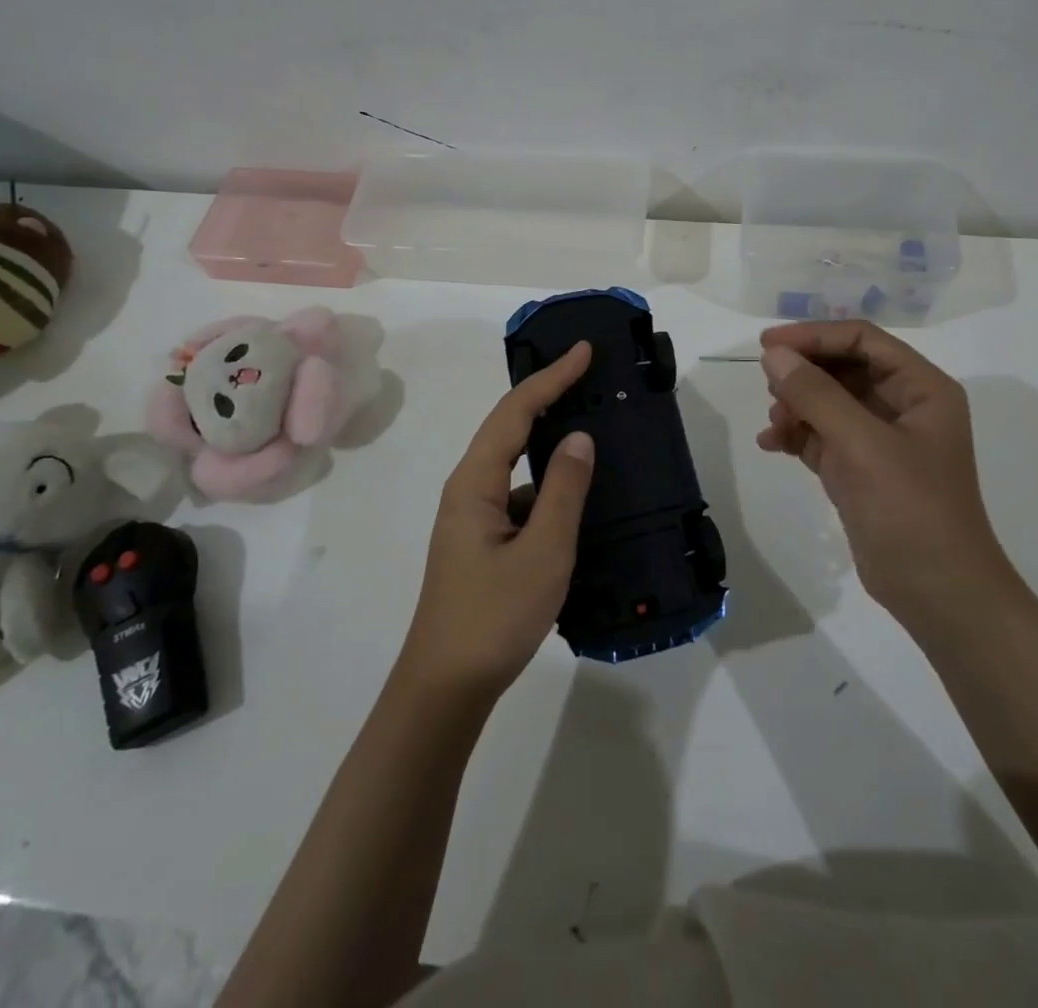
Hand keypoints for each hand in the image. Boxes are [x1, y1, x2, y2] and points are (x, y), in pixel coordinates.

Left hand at [397, 342, 596, 703]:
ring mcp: (475, 517)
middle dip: (548, 395)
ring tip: (591, 424)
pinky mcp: (484, 540)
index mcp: (475, 482)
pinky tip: (577, 493)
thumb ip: (564, 490)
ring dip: (549, 439)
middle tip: (588, 374)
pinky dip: (548, 481)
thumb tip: (579, 437)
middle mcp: (469, 489)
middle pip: (510, 427)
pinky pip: (520, 494)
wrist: (447, 686)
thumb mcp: (544, 551)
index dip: (552, 377)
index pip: (516, 411)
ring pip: (515, 463)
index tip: (584, 350)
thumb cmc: (495, 616)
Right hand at [757, 321, 1012, 620]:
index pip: (862, 341)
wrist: (937, 593)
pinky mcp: (860, 469)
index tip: (768, 343)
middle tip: (766, 383)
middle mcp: (903, 406)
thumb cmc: (911, 509)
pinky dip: (796, 434)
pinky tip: (771, 443)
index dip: (815, 336)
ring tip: (774, 421)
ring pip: (829, 401)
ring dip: (797, 404)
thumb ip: (816, 394)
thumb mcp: (862, 445)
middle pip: (843, 368)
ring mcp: (880, 439)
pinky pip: (822, 435)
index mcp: (921, 388)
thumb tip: (772, 354)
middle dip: (804, 373)